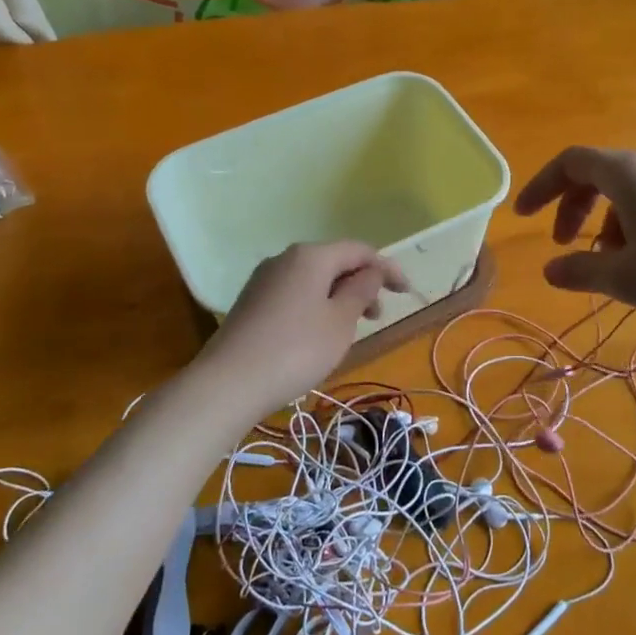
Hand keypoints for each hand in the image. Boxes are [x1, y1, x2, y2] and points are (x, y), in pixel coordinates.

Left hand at [195, 241, 408, 409]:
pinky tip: (319, 334)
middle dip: (362, 283)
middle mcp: (285, 259)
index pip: (359, 250)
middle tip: (378, 315)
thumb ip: (361, 291)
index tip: (406, 292)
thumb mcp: (340, 322)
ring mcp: (264, 280)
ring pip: (313, 280)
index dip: (387, 268)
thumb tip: (371, 272)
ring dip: (339, 297)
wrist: (228, 383)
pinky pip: (295, 294)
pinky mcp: (251, 302)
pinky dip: (316, 305)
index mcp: (311, 256)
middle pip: (334, 262)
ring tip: (351, 328)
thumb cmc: (296, 349)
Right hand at [514, 146, 635, 324]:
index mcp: (627, 173)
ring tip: (611, 266)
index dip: (540, 186)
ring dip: (605, 223)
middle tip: (564, 245)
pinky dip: (634, 225)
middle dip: (572, 208)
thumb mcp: (627, 278)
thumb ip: (580, 271)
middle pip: (598, 174)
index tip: (522, 217)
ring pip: (628, 191)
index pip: (570, 163)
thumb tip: (549, 270)